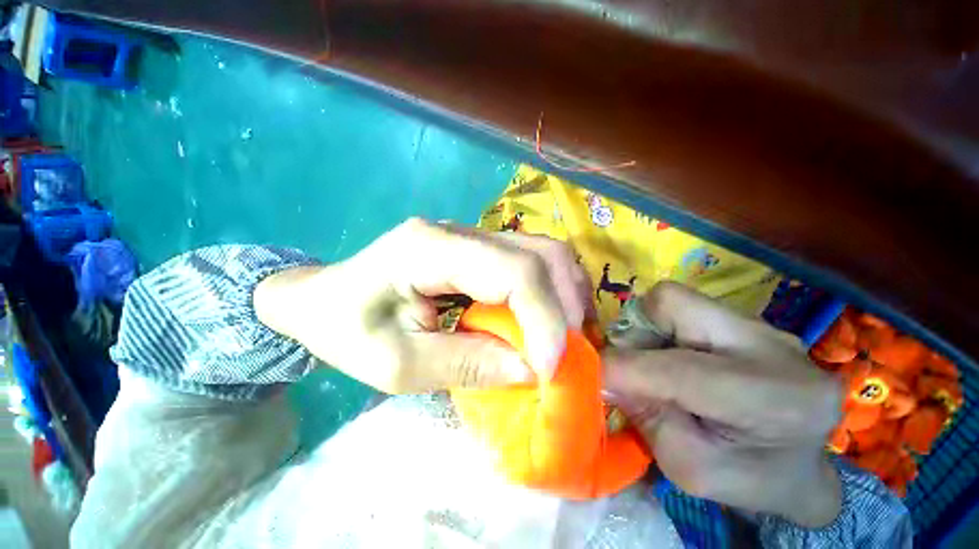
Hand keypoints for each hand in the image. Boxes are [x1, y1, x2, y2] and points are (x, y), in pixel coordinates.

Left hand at [255, 218, 592, 392]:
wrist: (324, 298)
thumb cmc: (347, 331)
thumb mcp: (397, 366)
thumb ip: (467, 365)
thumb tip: (531, 370)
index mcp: (430, 248)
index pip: (512, 271)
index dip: (543, 319)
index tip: (550, 369)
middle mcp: (459, 230)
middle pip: (539, 254)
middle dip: (564, 307)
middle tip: (566, 354)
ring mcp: (472, 235)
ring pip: (544, 252)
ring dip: (565, 296)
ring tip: (565, 337)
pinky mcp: (479, 249)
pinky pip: (532, 262)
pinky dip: (552, 292)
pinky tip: (549, 320)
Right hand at [603, 282, 842, 527]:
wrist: (801, 463)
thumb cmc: (748, 479)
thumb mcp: (691, 469)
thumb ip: (645, 416)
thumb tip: (602, 373)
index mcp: (778, 401)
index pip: (680, 371)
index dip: (621, 369)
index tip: (586, 375)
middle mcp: (772, 346)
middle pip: (672, 305)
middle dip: (634, 333)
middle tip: (628, 368)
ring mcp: (759, 324)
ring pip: (670, 299)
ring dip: (644, 330)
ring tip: (653, 363)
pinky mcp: (742, 318)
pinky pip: (679, 307)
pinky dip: (658, 328)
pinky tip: (670, 355)